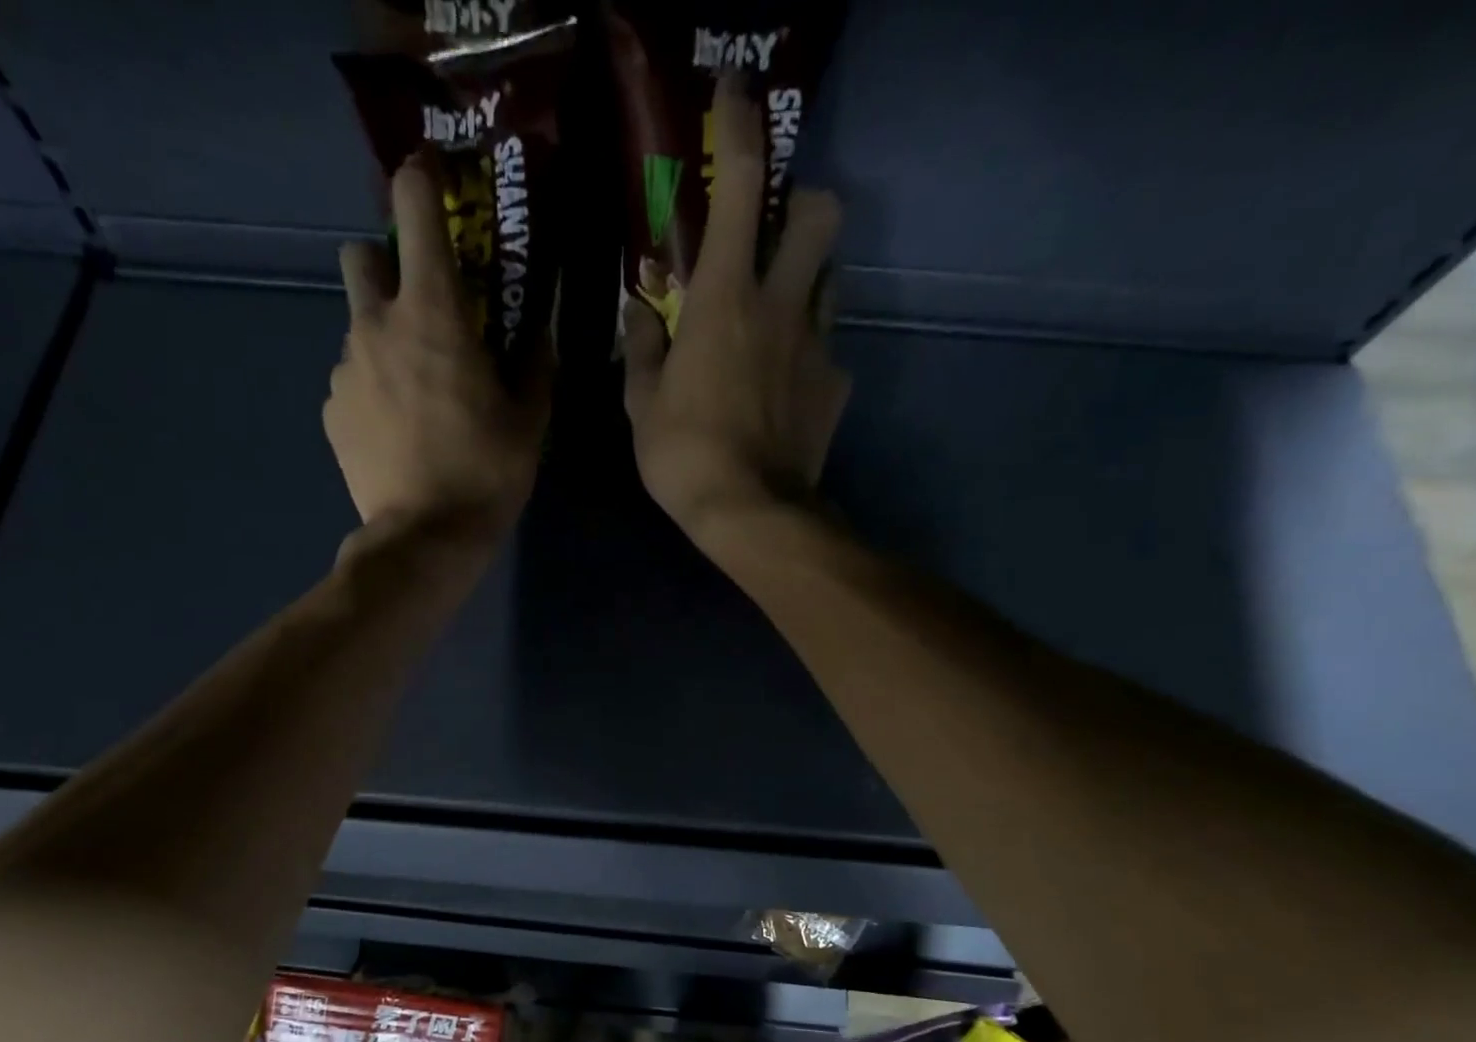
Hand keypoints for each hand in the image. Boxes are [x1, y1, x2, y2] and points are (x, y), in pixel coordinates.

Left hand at [325, 155, 549, 543]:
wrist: (425, 538)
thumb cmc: (485, 473)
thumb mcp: (528, 420)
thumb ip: (534, 365)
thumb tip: (539, 336)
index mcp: (432, 312)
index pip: (414, 205)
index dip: (420, 180)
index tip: (432, 182)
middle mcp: (376, 325)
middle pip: (360, 255)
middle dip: (385, 265)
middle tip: (420, 310)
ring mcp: (345, 368)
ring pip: (357, 327)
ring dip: (383, 340)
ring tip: (415, 394)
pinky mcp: (331, 410)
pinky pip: (349, 379)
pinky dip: (371, 389)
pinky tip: (396, 430)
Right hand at [621, 80, 851, 550]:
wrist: (751, 513)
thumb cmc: (683, 456)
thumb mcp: (642, 406)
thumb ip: (642, 349)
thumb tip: (639, 312)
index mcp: (724, 299)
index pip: (738, 186)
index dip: (739, 127)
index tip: (734, 94)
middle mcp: (781, 305)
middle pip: (818, 212)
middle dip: (800, 203)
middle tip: (771, 234)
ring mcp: (816, 344)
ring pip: (829, 278)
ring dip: (806, 279)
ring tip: (775, 317)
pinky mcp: (836, 385)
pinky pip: (827, 350)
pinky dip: (805, 356)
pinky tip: (784, 390)